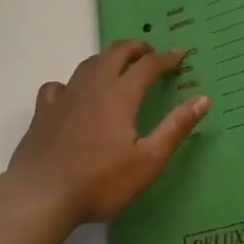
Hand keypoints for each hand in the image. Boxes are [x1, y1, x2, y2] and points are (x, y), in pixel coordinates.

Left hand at [3, 40, 210, 227]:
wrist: (41, 195)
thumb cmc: (100, 182)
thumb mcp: (149, 161)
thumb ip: (176, 128)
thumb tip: (202, 99)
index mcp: (120, 94)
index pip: (148, 65)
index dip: (166, 58)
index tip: (180, 54)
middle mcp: (92, 86)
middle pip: (116, 52)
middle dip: (137, 48)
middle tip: (151, 54)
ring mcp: (65, 96)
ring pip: (89, 63)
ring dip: (108, 58)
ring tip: (119, 67)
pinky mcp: (43, 111)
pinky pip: (59, 85)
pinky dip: (72, 83)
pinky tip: (73, 94)